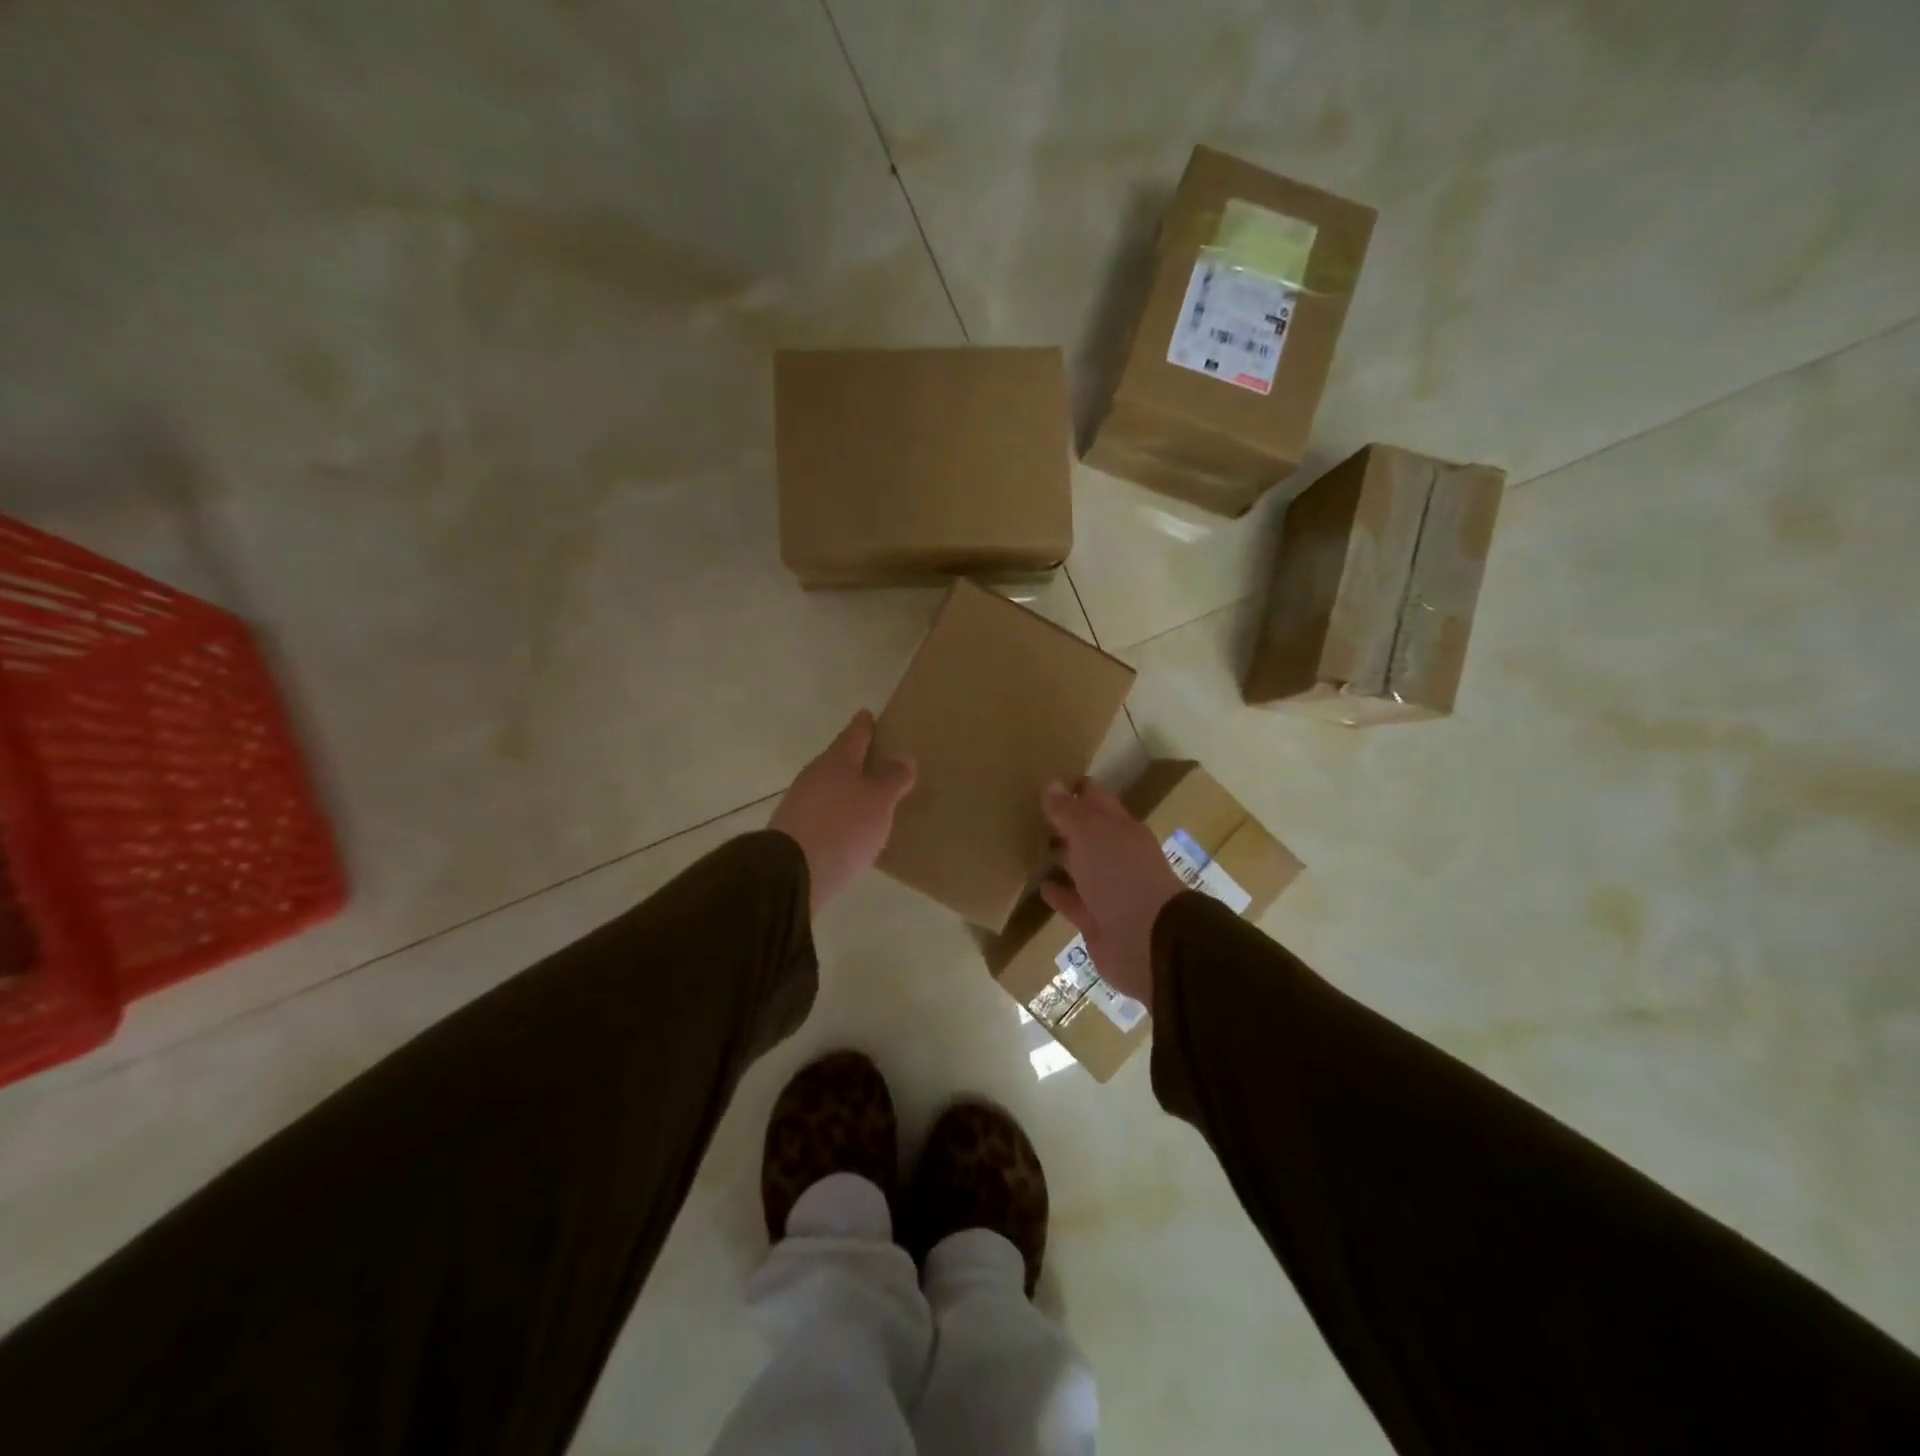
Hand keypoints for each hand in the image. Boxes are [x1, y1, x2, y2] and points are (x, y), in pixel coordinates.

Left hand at [771, 710, 916, 914]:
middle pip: (839, 761)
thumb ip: (893, 779)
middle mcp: (815, 776)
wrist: (792, 872)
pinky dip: (837, 815)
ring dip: (846, 790)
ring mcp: (800, 803)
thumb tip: (903, 757)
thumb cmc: (844, 826)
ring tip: (869, 797)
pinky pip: (823, 814)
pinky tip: (849, 828)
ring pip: (829, 788)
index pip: (854, 734)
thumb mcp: (879, 801)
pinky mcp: (795, 832)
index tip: (868, 714)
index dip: (864, 725)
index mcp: (837, 760)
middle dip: (856, 760)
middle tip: (877, 760)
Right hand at [1040, 778, 1183, 1005]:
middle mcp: (1118, 857)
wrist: (1147, 941)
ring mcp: (1109, 891)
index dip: (1078, 790)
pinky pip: (1074, 902)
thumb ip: (1069, 811)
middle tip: (1033, 811)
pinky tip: (1041, 887)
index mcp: (1122, 830)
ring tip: (1032, 846)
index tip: (1051, 780)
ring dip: (1062, 858)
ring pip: (1081, 867)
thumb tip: (1051, 783)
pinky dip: (1059, 894)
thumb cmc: (1121, 876)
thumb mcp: (1091, 834)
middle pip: (1090, 834)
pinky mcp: (1097, 921)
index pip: (1097, 801)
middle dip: (1067, 823)